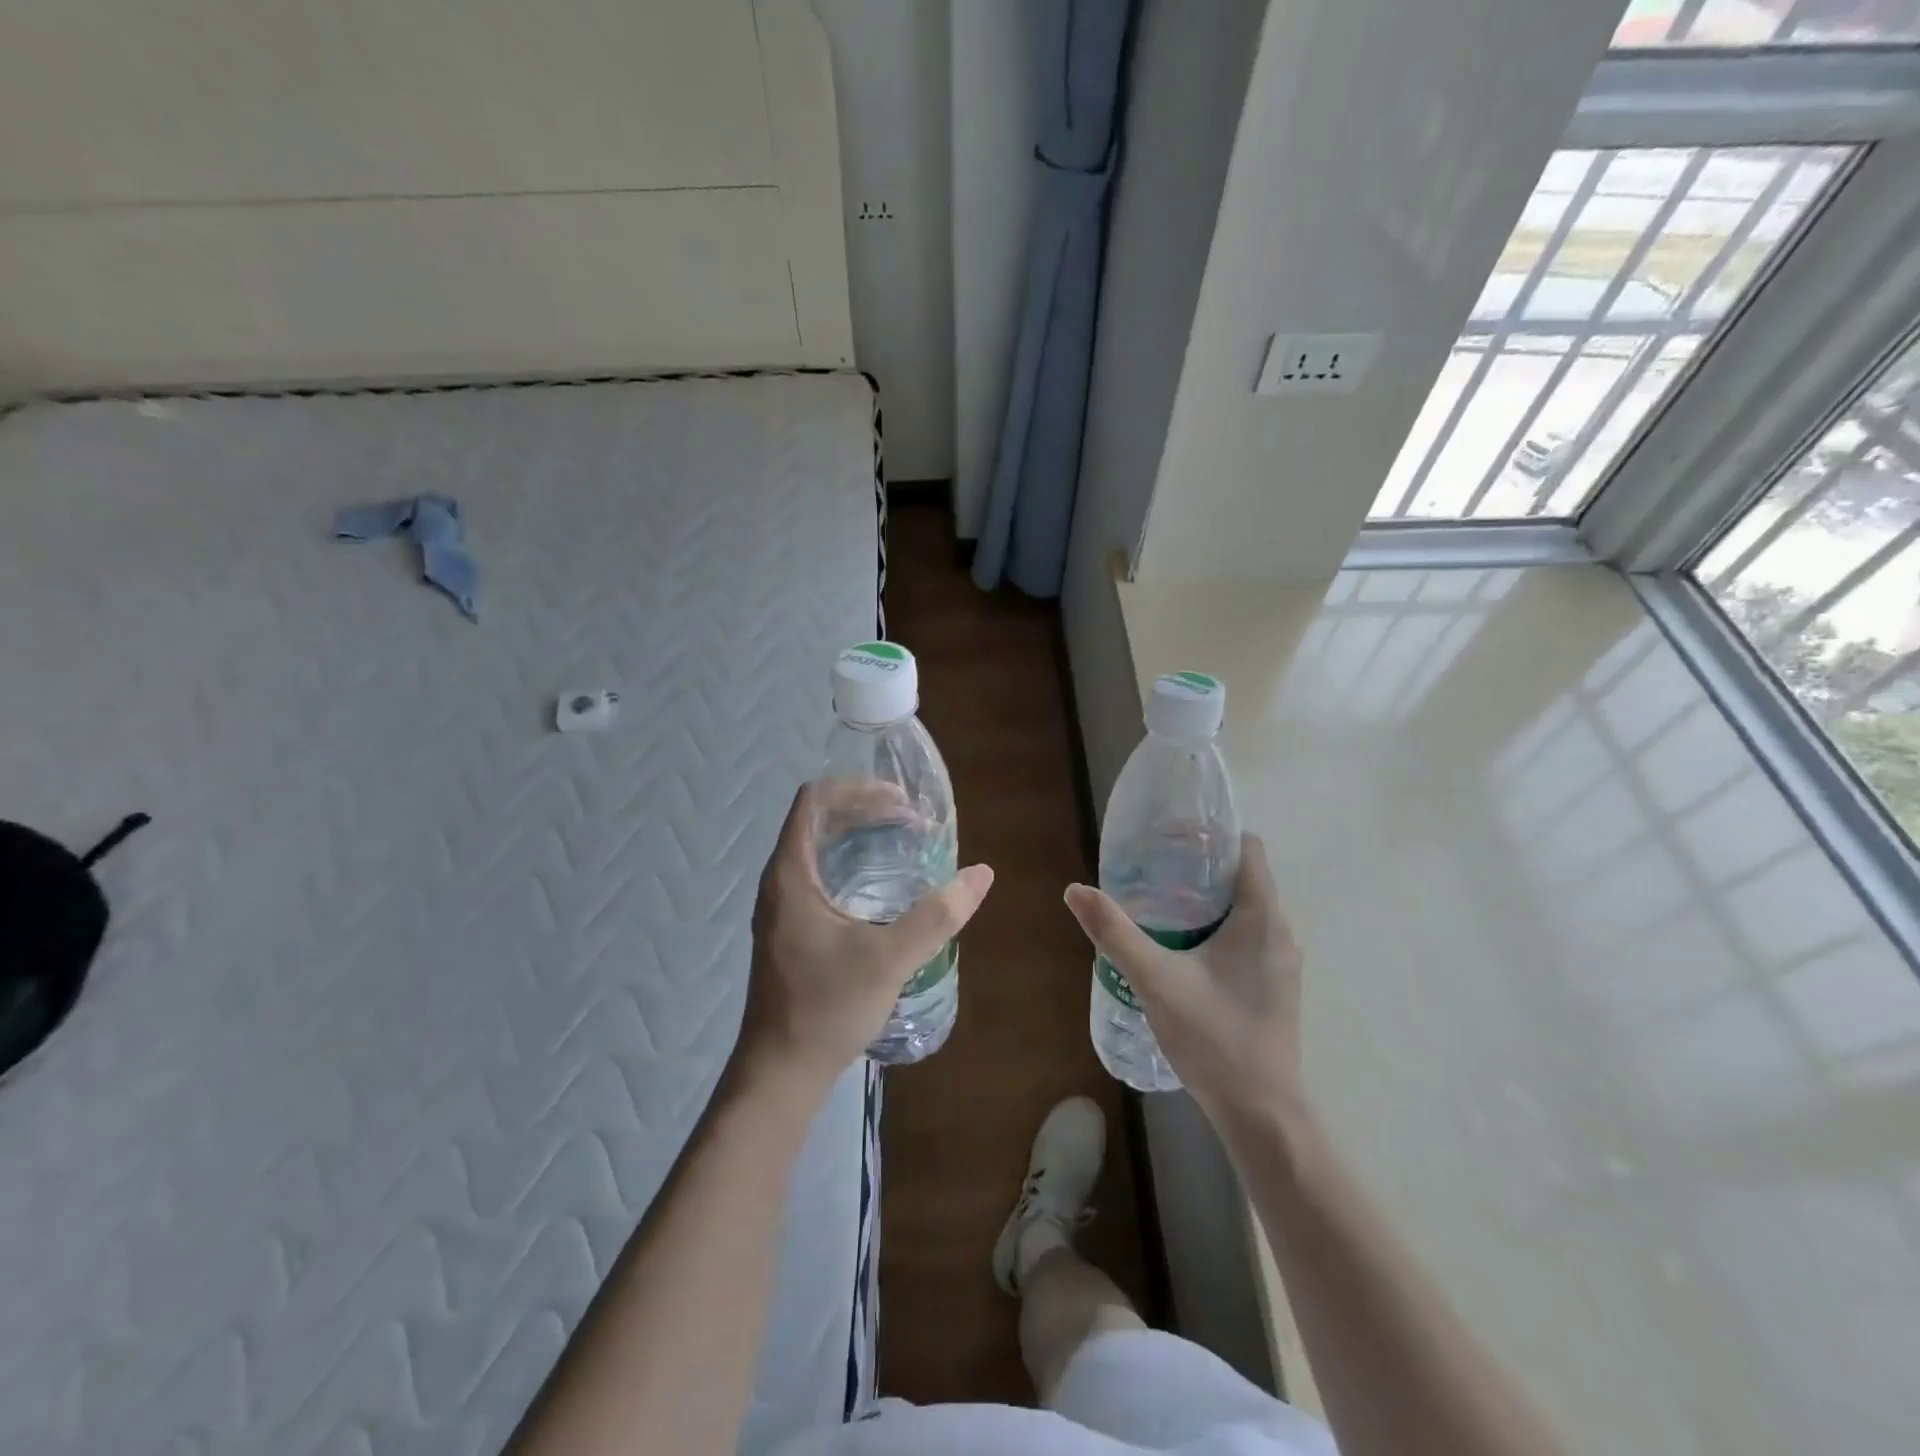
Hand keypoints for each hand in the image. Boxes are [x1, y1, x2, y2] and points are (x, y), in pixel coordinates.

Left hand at [735, 782, 993, 1092]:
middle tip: (911, 821)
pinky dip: (849, 862)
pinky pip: (818, 873)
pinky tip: (880, 886)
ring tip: (901, 842)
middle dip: (864, 809)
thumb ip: (937, 915)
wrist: (780, 1072)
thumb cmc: (827, 1008)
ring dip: (857, 835)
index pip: (815, 800)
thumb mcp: (889, 959)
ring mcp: (781, 906)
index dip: (858, 790)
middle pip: (817, 819)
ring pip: (817, 847)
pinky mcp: (789, 928)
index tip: (901, 804)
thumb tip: (981, 874)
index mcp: (791, 874)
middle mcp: (780, 881)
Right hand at [1064, 834, 1301, 1122]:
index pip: (1249, 849)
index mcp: (1262, 917)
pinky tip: (1183, 946)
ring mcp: (1282, 961)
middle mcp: (1281, 930)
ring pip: (1246, 908)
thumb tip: (1076, 890)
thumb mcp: (1155, 980)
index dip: (1214, 835)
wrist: (1263, 1113)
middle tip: (1153, 868)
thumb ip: (1115, 932)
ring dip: (1208, 899)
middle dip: (1201, 867)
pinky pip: (1249, 935)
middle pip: (1244, 877)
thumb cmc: (1214, 1038)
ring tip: (1160, 903)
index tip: (1173, 836)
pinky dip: (1219, 927)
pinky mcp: (1275, 984)